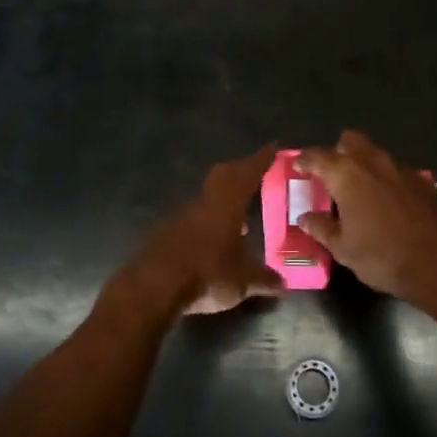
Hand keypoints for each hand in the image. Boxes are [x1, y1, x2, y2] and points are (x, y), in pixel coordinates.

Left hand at [110, 146, 284, 318]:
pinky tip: (216, 241)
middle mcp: (203, 203)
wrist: (152, 288)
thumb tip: (283, 283)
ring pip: (207, 198)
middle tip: (256, 176)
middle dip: (240, 172)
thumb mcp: (243, 282)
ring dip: (224, 201)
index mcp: (226, 204)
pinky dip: (208, 222)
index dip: (260, 160)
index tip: (272, 148)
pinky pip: (193, 218)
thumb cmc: (206, 275)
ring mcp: (181, 216)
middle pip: (223, 176)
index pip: (247, 173)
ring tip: (241, 216)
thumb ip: (264, 279)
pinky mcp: (166, 232)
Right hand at [294, 131, 436, 309]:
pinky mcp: (423, 181)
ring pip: (375, 153)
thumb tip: (305, 217)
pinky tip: (388, 202)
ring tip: (359, 190)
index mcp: (347, 174)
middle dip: (338, 151)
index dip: (305, 159)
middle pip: (350, 140)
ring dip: (364, 164)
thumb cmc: (383, 256)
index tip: (297, 164)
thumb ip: (321, 228)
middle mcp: (373, 162)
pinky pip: (396, 171)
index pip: (318, 156)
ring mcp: (401, 168)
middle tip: (331, 175)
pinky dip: (387, 179)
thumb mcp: (343, 248)